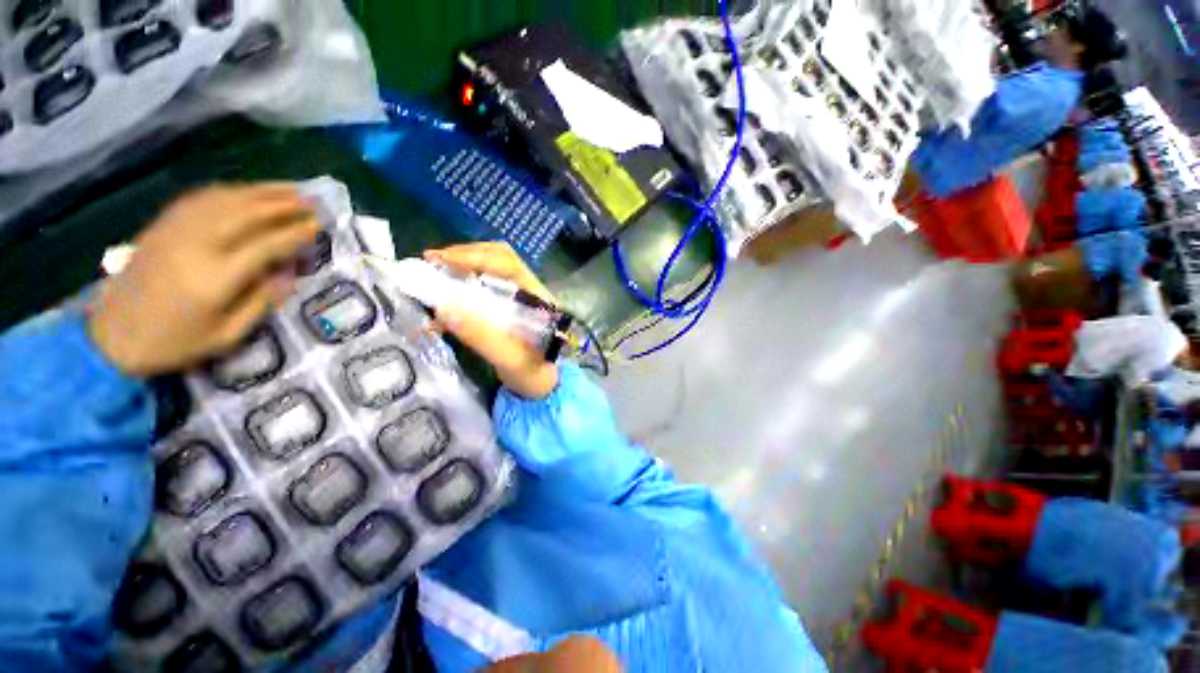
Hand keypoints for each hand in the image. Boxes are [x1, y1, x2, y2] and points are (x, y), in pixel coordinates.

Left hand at [88, 184, 320, 376]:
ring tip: (288, 189)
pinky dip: (228, 191)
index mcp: (216, 277)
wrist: (112, 336)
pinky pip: (200, 199)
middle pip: (246, 213)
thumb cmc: (174, 343)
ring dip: (260, 192)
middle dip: (283, 204)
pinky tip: (245, 192)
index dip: (296, 233)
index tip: (319, 225)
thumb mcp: (226, 336)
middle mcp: (196, 245)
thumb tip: (288, 275)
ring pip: (224, 200)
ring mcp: (175, 231)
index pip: (267, 245)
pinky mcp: (162, 227)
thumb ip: (261, 303)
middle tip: (312, 200)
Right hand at [425, 242, 558, 399]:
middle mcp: (530, 291)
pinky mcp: (512, 308)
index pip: (507, 263)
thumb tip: (444, 306)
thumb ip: (481, 335)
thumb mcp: (509, 359)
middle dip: (465, 256)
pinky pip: (488, 288)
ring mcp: (522, 298)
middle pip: (499, 259)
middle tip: (433, 262)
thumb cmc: (533, 374)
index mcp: (537, 298)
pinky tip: (446, 300)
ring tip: (436, 273)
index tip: (440, 259)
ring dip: (464, 268)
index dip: (473, 256)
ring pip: (492, 271)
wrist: (545, 386)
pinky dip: (465, 288)